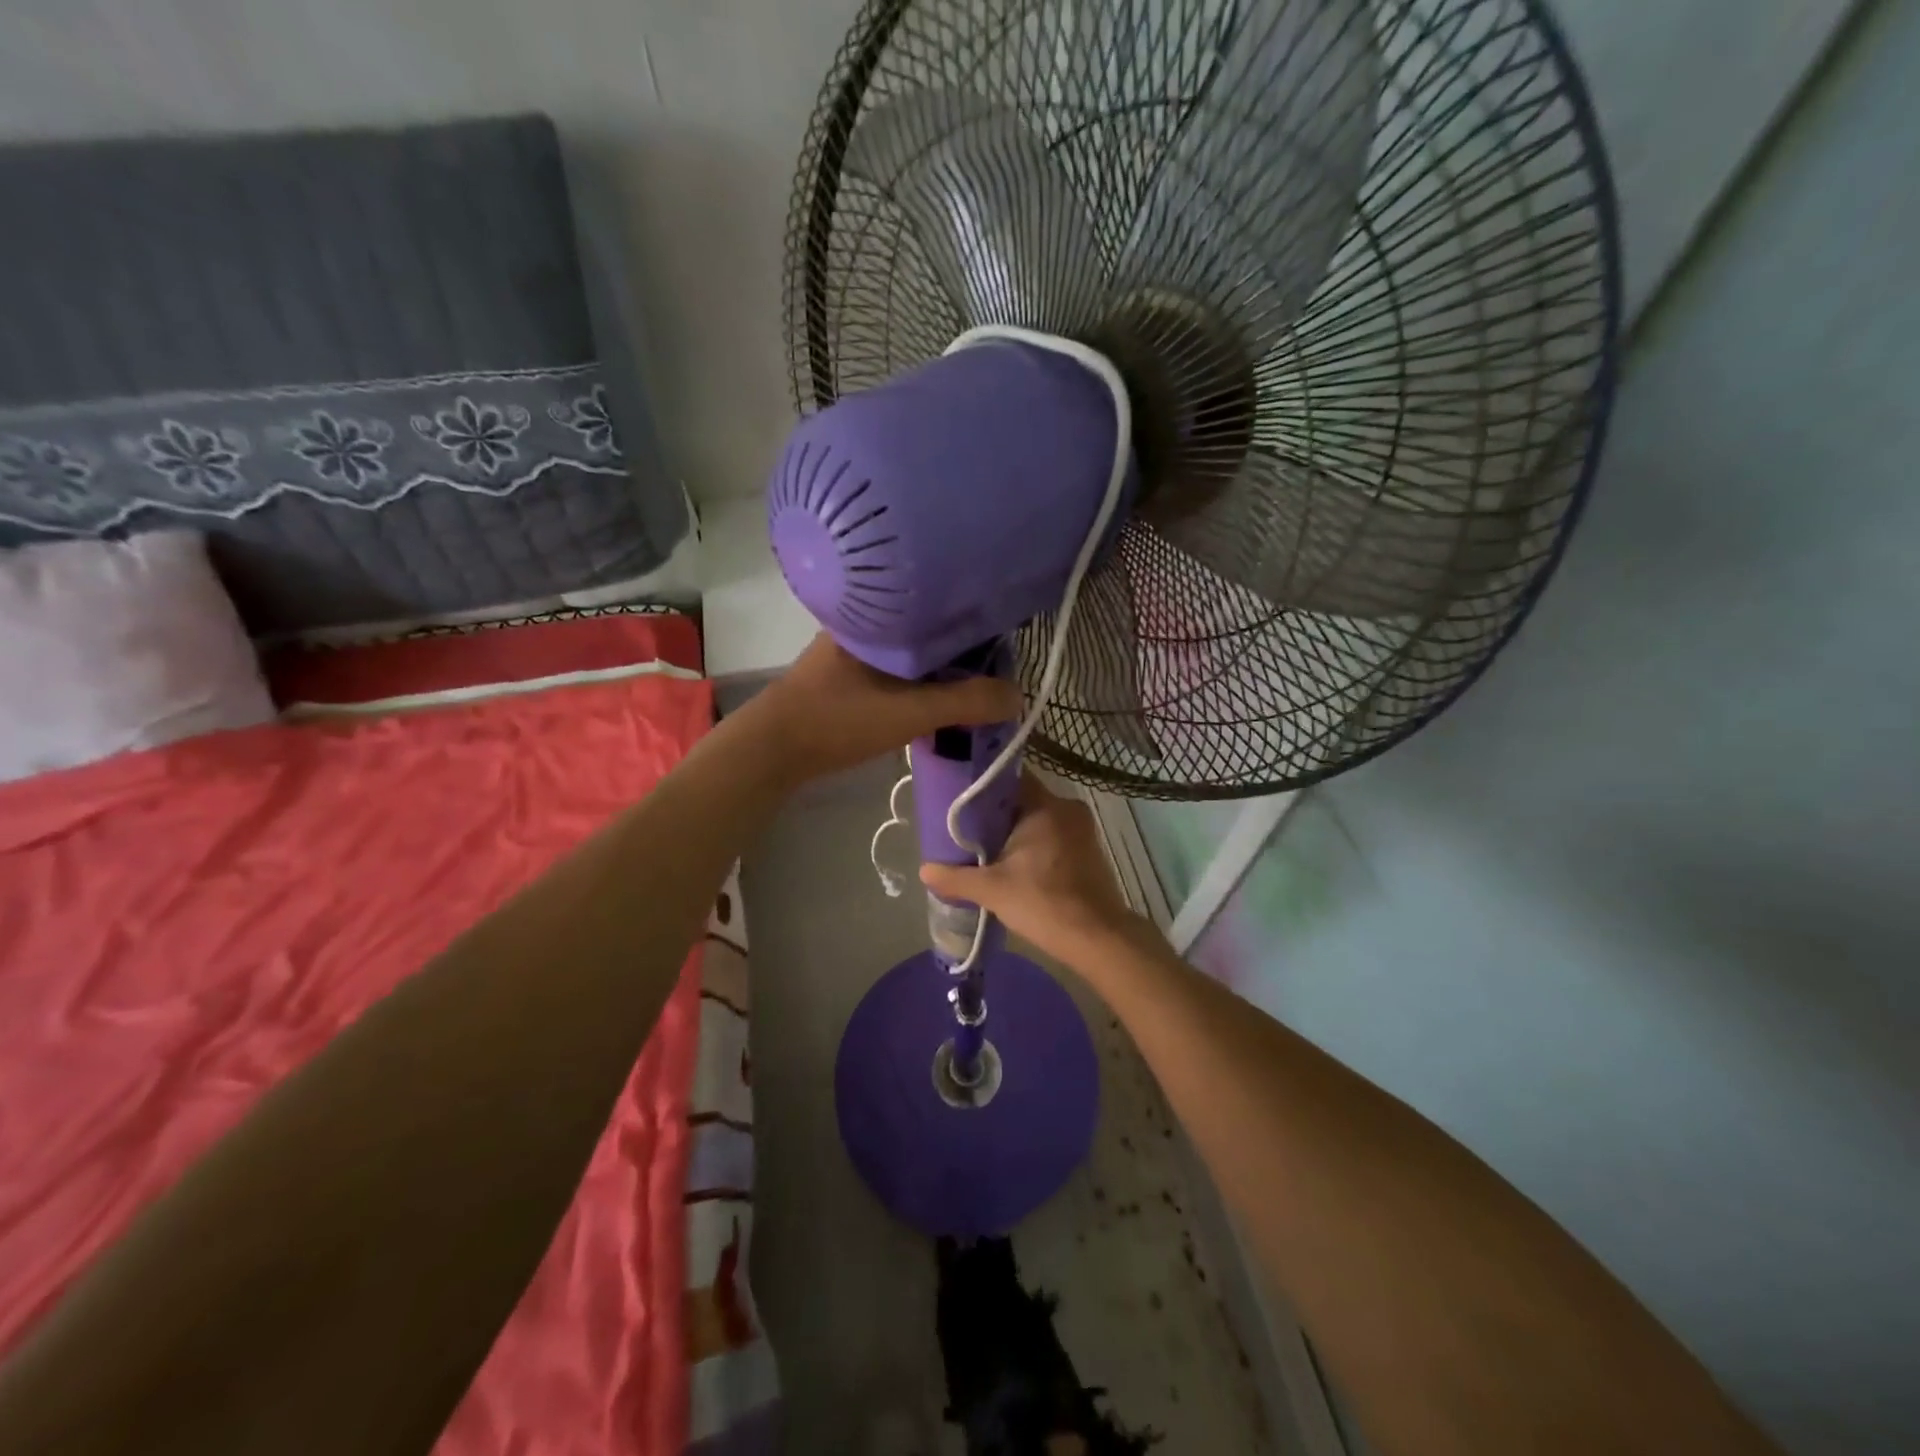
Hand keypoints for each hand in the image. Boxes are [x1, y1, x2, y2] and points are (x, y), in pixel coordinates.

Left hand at [743, 634, 1022, 783]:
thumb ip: (965, 703)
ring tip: (972, 690)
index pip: (940, 608)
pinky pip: (895, 673)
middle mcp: (866, 625)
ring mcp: (853, 651)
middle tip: (993, 676)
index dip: (975, 627)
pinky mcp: (846, 676)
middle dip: (961, 654)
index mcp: (880, 617)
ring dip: (939, 673)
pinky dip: (918, 685)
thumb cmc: (839, 719)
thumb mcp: (910, 712)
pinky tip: (934, 702)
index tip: (1003, 649)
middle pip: (928, 633)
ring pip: (911, 655)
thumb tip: (1017, 696)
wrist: (772, 750)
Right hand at [919, 774, 1147, 968]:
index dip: (983, 789)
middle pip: (1023, 801)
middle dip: (996, 815)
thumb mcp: (992, 890)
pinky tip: (1015, 865)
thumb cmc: (1044, 903)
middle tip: (967, 830)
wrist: (1098, 939)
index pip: (1009, 780)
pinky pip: (1054, 836)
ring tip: (986, 849)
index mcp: (1046, 806)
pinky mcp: (1089, 851)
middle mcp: (1067, 809)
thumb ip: (955, 877)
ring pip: (1039, 820)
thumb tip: (924, 870)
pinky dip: (1035, 846)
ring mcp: (1083, 830)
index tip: (960, 801)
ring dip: (1016, 833)